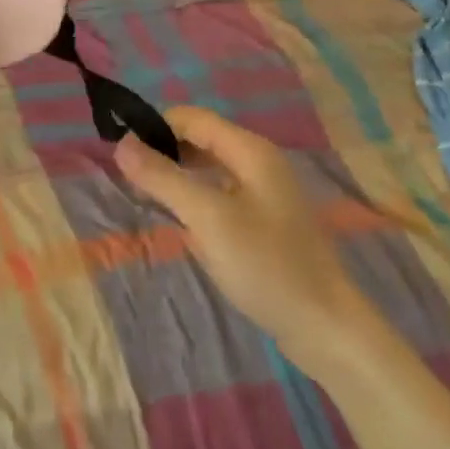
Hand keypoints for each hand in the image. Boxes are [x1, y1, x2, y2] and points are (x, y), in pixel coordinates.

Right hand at [116, 107, 366, 356]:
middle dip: (166, 151)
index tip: (124, 151)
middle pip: (202, 139)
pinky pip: (223, 193)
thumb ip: (163, 178)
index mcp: (250, 150)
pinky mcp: (267, 221)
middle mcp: (259, 161)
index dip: (157, 127)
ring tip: (151, 198)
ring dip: (180, 176)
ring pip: (211, 167)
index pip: (193, 118)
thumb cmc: (266, 265)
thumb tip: (122, 143)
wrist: (327, 330)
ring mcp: (266, 192)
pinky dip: (199, 198)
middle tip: (132, 178)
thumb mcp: (207, 219)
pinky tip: (185, 223)